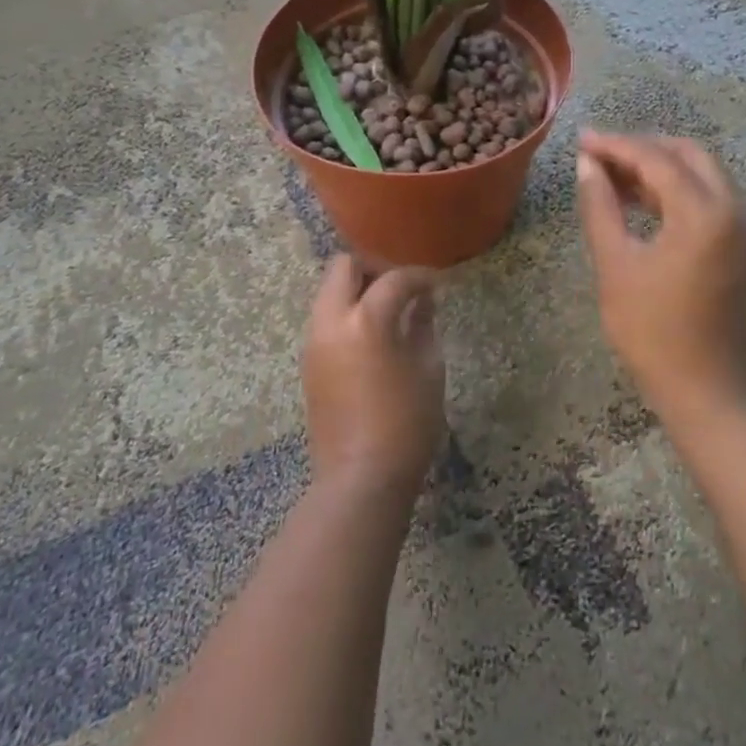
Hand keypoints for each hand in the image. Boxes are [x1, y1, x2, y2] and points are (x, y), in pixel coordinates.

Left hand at [300, 255, 446, 495]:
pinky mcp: (308, 361)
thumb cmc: (406, 425)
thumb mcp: (429, 370)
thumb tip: (424, 301)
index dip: (419, 277)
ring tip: (389, 311)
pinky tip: (373, 335)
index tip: (437, 285)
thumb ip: (424, 325)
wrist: (360, 478)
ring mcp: (314, 341)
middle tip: (402, 287)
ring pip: (329, 291)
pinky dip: (347, 312)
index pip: (393, 280)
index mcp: (366, 321)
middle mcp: (331, 322)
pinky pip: (325, 317)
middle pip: (343, 267)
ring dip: (357, 289)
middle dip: (374, 268)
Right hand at [574, 130, 745, 421]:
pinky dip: (677, 192)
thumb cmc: (653, 333)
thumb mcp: (616, 266)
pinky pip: (711, 200)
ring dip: (660, 169)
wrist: (708, 392)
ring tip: (611, 177)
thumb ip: (600, 207)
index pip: (656, 159)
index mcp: (706, 213)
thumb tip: (587, 165)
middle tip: (598, 155)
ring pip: (703, 175)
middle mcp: (737, 209)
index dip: (615, 145)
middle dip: (642, 149)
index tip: (580, 140)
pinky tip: (641, 202)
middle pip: (688, 155)